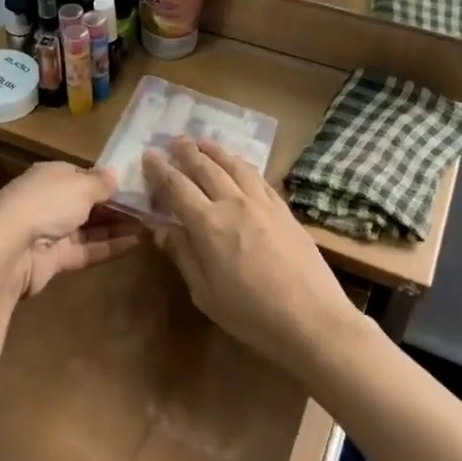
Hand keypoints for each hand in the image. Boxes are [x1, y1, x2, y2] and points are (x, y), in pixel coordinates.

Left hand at [0, 163, 141, 298]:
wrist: (11, 247)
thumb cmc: (47, 203)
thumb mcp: (80, 185)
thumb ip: (101, 182)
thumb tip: (115, 173)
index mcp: (51, 176)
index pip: (83, 176)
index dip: (107, 182)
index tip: (136, 187)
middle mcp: (50, 201)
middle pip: (88, 202)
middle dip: (116, 206)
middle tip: (150, 209)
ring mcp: (51, 231)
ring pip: (90, 227)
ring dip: (117, 226)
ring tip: (150, 226)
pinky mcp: (55, 259)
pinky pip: (87, 249)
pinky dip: (110, 246)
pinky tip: (137, 244)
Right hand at [142, 139, 361, 373]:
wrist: (312, 319)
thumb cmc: (251, 314)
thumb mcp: (205, 293)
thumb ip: (183, 254)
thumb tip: (160, 227)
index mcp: (208, 225)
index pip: (177, 187)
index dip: (160, 170)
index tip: (149, 156)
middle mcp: (233, 203)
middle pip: (205, 167)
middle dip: (186, 151)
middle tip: (173, 141)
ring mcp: (262, 203)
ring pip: (233, 164)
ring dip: (214, 150)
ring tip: (201, 141)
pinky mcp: (283, 208)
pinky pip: (257, 176)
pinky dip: (241, 163)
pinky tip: (237, 163)